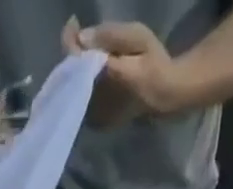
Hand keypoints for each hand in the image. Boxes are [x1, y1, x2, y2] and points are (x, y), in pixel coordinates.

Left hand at [64, 16, 185, 125]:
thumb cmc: (152, 62)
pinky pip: (80, 100)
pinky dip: (81, 85)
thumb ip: (110, 36)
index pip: (76, 58)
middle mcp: (94, 100)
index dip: (70, 39)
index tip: (73, 23)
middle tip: (79, 36)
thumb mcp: (137, 37)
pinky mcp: (96, 123)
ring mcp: (94, 116)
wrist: (162, 97)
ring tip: (85, 53)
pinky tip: (91, 73)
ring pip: (74, 88)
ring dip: (77, 70)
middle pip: (71, 74)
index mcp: (103, 77)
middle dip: (74, 54)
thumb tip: (83, 38)